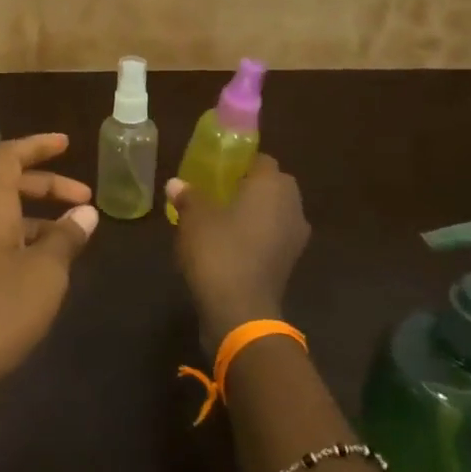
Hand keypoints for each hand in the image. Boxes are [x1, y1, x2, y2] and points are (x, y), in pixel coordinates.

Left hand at [0, 134, 98, 408]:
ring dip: (40, 221)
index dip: (37, 146)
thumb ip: (66, 239)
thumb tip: (84, 214)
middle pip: (8, 188)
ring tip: (76, 241)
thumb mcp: (45, 273)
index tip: (67, 143)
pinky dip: (27, 248)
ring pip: (5, 222)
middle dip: (48, 187)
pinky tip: (48, 276)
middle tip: (86, 201)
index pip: (8, 157)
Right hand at [167, 154, 310, 352]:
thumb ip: (188, 195)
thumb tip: (176, 184)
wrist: (240, 311)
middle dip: (248, 186)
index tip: (216, 168)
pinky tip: (228, 244)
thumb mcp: (194, 218)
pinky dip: (255, 236)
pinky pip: (271, 237)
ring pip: (273, 213)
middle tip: (215, 191)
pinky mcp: (288, 263)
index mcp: (272, 186)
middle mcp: (291, 206)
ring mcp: (294, 237)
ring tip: (219, 218)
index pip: (261, 160)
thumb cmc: (219, 251)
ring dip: (253, 213)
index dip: (239, 161)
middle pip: (271, 186)